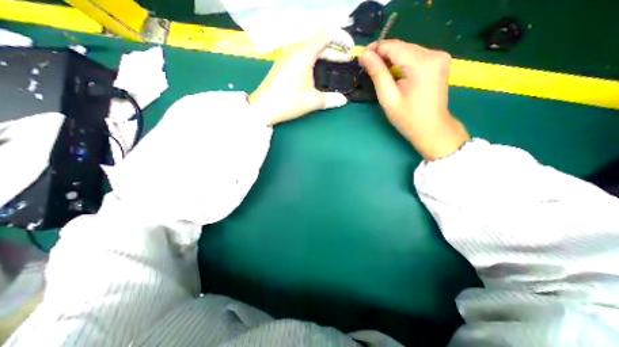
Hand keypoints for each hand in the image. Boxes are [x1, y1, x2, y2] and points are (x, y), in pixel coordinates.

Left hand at [247, 28, 352, 124]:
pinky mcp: (282, 65)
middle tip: (346, 60)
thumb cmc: (287, 102)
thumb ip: (330, 99)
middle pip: (318, 42)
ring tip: (335, 65)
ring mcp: (286, 57)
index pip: (325, 35)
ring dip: (324, 55)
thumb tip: (344, 100)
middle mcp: (294, 51)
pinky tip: (318, 71)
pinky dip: (314, 60)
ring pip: (309, 49)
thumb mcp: (312, 101)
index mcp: (302, 55)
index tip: (350, 49)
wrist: (262, 108)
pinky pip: (302, 56)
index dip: (341, 38)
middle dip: (334, 49)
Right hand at [358, 39, 468, 160]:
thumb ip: (377, 74)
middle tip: (367, 65)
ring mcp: (439, 56)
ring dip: (391, 58)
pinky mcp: (439, 61)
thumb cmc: (408, 118)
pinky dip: (401, 61)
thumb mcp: (388, 98)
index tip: (361, 57)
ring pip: (408, 50)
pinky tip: (393, 72)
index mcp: (422, 64)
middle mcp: (434, 54)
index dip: (375, 49)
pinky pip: (415, 55)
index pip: (394, 47)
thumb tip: (365, 55)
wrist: (431, 128)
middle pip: (402, 47)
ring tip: (378, 71)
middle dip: (383, 54)